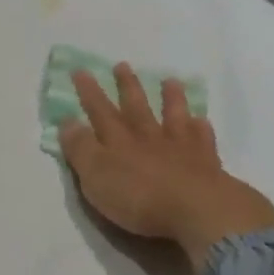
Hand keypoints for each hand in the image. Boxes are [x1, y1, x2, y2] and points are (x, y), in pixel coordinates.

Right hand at [59, 63, 273, 265]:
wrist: (195, 209)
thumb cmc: (138, 197)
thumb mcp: (96, 176)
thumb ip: (81, 149)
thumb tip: (67, 121)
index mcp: (119, 141)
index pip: (99, 111)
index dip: (89, 92)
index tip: (81, 71)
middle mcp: (148, 137)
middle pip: (136, 107)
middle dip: (126, 86)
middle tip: (122, 65)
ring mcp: (180, 146)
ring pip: (173, 115)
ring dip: (170, 98)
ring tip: (169, 80)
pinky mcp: (205, 161)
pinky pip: (202, 137)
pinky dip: (200, 127)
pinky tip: (201, 120)